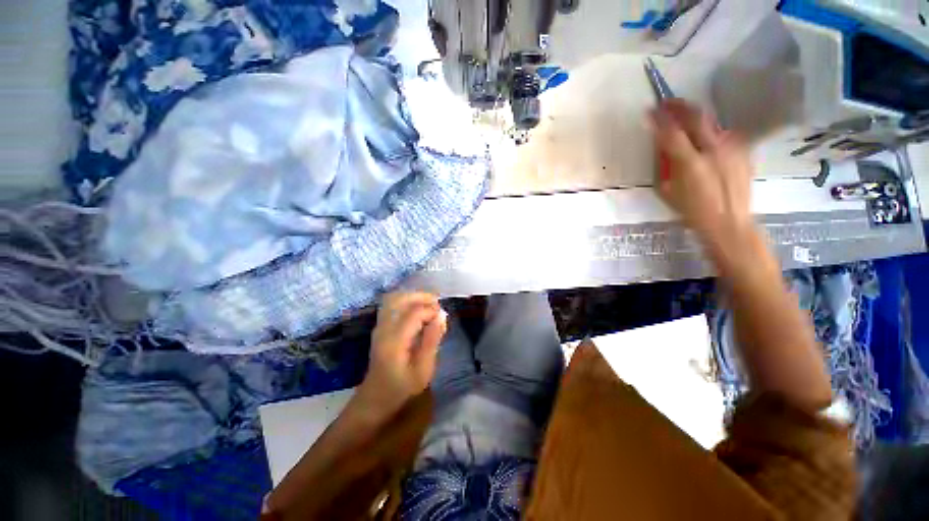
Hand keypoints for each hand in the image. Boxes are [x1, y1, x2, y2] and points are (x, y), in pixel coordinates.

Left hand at [358, 292, 446, 414]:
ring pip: (394, 299)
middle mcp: (384, 328)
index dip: (431, 309)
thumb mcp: (423, 370)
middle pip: (400, 298)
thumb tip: (442, 315)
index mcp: (395, 340)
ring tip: (429, 304)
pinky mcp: (379, 327)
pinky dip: (406, 301)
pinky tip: (417, 309)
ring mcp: (379, 326)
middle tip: (437, 303)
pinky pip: (392, 305)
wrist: (374, 399)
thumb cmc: (402, 388)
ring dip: (413, 296)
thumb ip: (432, 340)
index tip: (443, 317)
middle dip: (421, 296)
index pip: (414, 312)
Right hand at [651, 100, 756, 254]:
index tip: (649, 110)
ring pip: (711, 123)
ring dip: (695, 118)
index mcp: (690, 163)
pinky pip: (723, 134)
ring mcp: (732, 148)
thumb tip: (663, 146)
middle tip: (667, 102)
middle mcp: (714, 149)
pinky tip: (704, 139)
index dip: (659, 119)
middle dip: (679, 106)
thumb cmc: (692, 211)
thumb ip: (666, 165)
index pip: (671, 132)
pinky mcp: (743, 151)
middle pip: (696, 117)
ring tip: (684, 118)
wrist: (729, 223)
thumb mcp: (668, 190)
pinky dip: (710, 132)